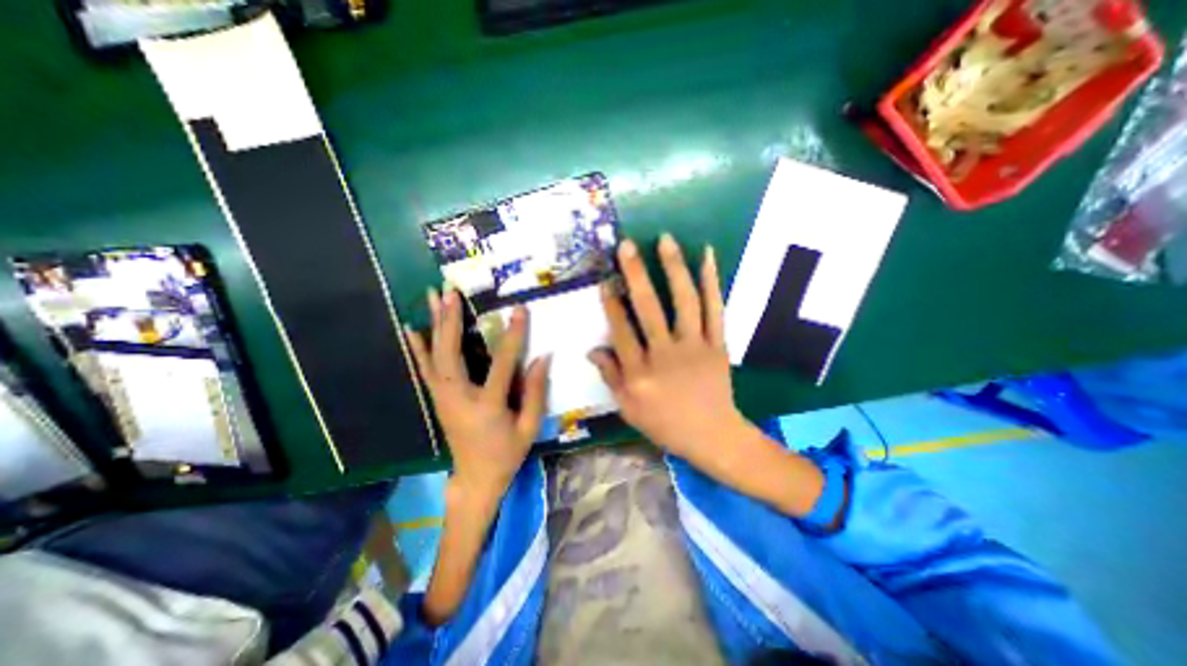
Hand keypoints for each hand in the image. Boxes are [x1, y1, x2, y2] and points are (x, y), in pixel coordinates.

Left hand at [401, 287, 542, 503]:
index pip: (503, 364)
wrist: (475, 479)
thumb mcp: (530, 428)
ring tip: (432, 297)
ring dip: (434, 325)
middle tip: (450, 291)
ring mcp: (443, 398)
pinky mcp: (437, 399)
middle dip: (451, 320)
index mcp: (488, 407)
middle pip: (452, 354)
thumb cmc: (507, 455)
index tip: (519, 309)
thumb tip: (543, 357)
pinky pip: (425, 370)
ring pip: (435, 356)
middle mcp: (459, 398)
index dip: (513, 335)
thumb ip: (537, 392)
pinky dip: (418, 348)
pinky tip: (412, 329)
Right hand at [590, 233, 826, 519]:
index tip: (605, 280)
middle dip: (635, 274)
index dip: (611, 304)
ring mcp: (695, 347)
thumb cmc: (665, 424)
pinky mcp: (717, 344)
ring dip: (673, 268)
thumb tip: (592, 349)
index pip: (621, 331)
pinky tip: (706, 257)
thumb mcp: (628, 408)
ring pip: (683, 301)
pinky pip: (715, 309)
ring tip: (665, 240)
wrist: (712, 436)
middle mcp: (665, 355)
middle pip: (648, 308)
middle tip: (627, 246)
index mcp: (640, 373)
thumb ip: (610, 376)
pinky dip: (712, 281)